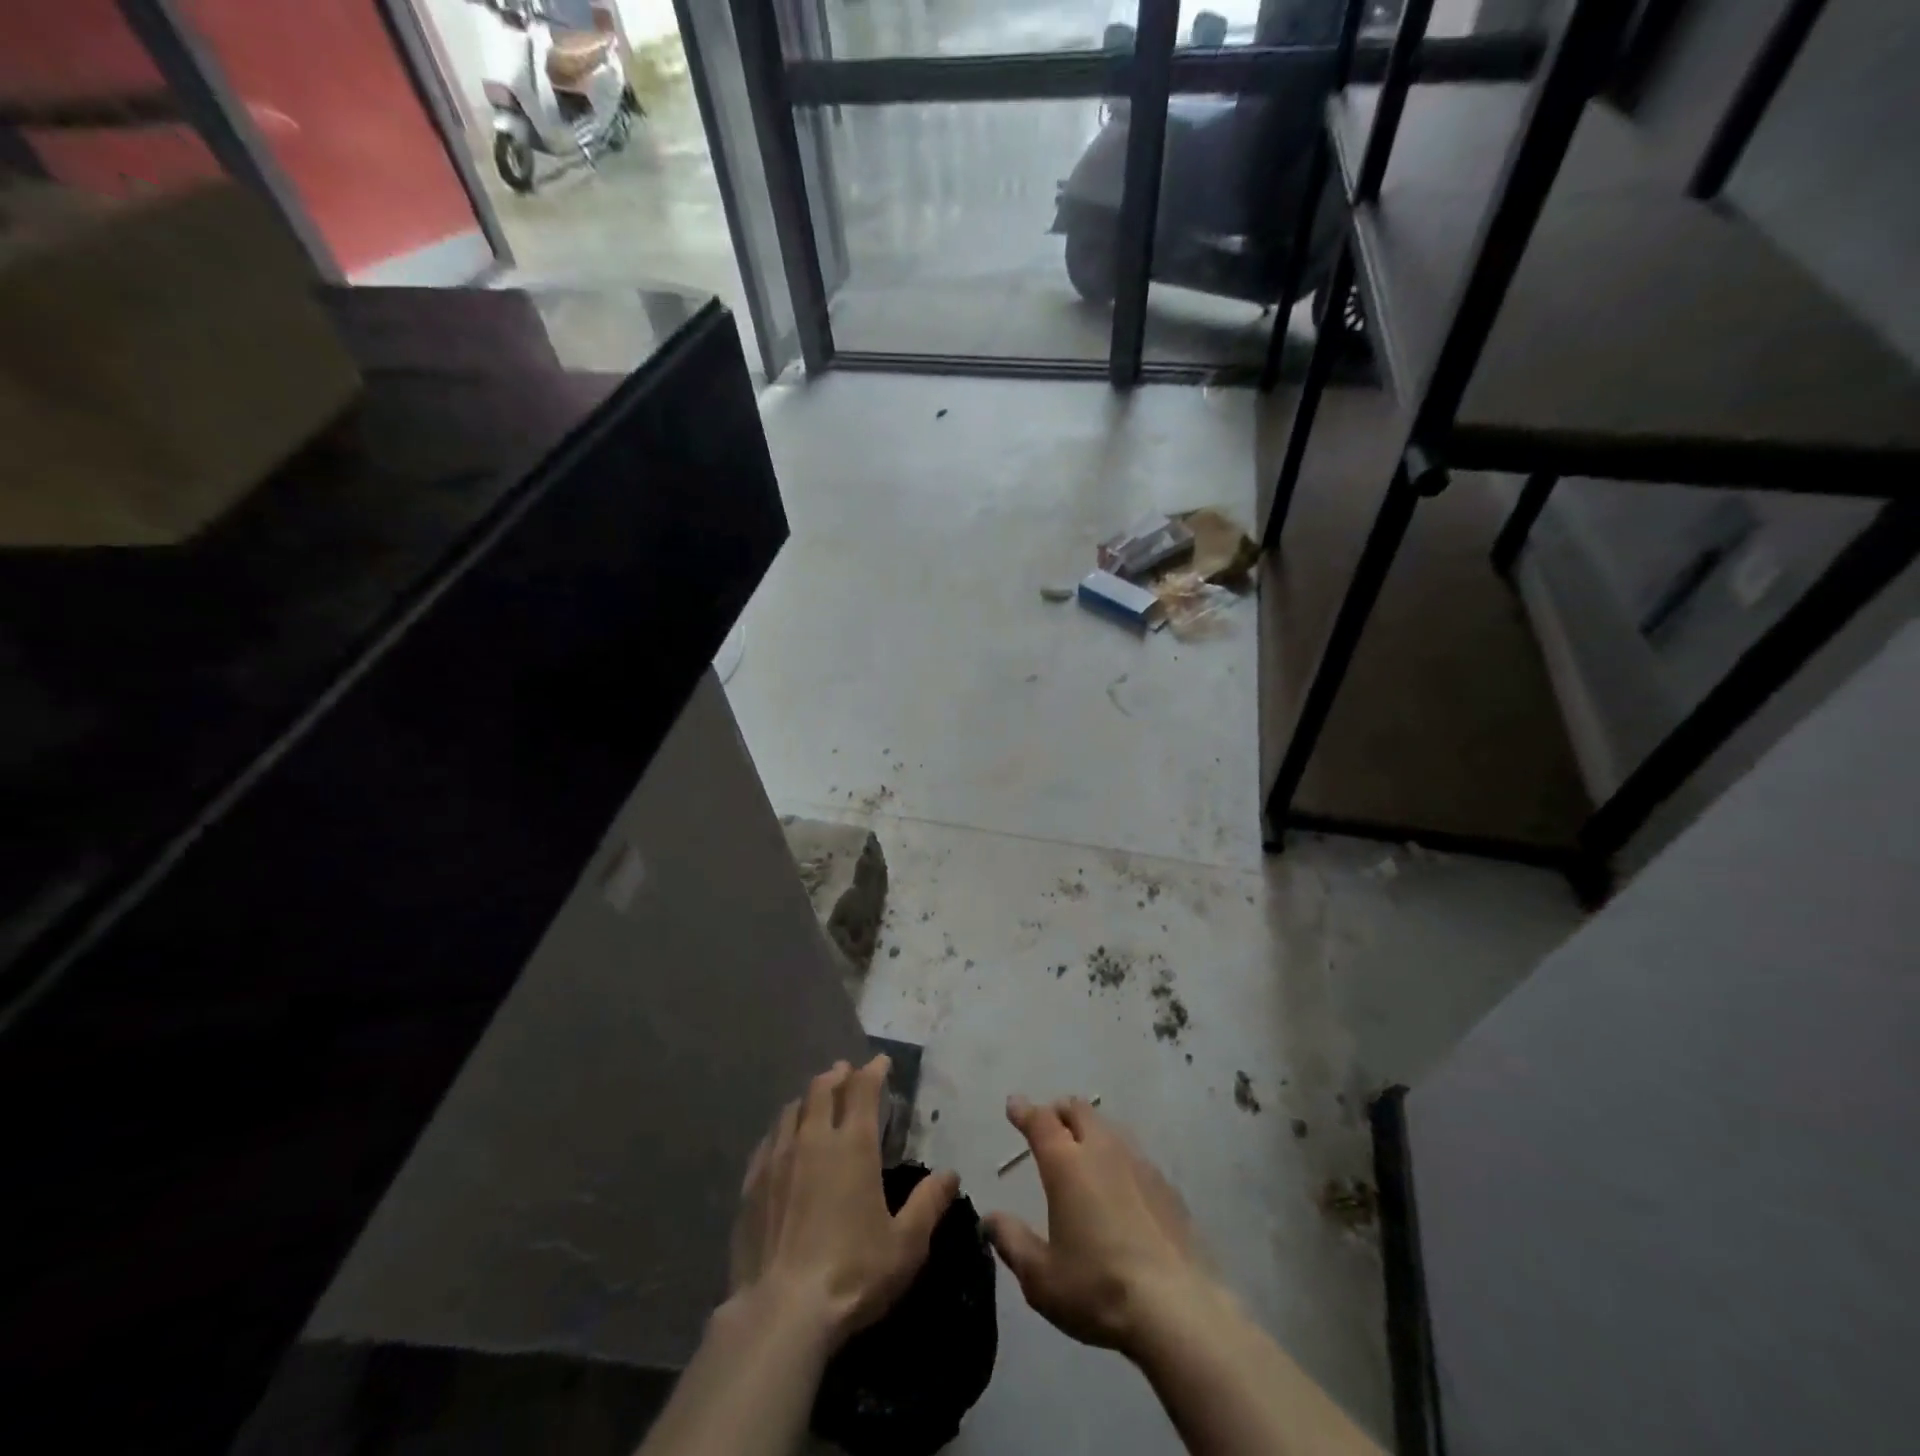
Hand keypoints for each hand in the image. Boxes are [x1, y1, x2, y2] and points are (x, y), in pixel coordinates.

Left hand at [729, 1055, 959, 1347]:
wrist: (781, 1313)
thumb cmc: (852, 1274)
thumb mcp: (906, 1245)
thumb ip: (929, 1204)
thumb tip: (951, 1174)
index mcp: (854, 1146)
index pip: (864, 1090)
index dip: (873, 1070)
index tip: (881, 1061)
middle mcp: (814, 1139)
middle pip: (822, 1089)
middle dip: (837, 1075)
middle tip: (846, 1071)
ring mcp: (778, 1159)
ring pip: (792, 1109)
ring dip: (808, 1099)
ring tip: (816, 1100)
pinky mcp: (752, 1184)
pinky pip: (768, 1140)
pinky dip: (782, 1129)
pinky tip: (782, 1140)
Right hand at [985, 1095, 1221, 1357]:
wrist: (1178, 1309)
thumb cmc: (1098, 1288)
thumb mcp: (1041, 1277)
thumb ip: (1012, 1242)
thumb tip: (989, 1219)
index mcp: (1066, 1163)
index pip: (1040, 1121)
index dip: (1024, 1110)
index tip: (1014, 1104)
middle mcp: (1102, 1150)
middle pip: (1078, 1110)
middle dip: (1059, 1111)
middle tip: (1049, 1126)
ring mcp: (1139, 1163)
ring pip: (1109, 1128)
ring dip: (1091, 1131)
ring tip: (1083, 1154)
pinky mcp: (1166, 1186)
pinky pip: (1134, 1156)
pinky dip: (1118, 1159)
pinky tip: (1120, 1189)